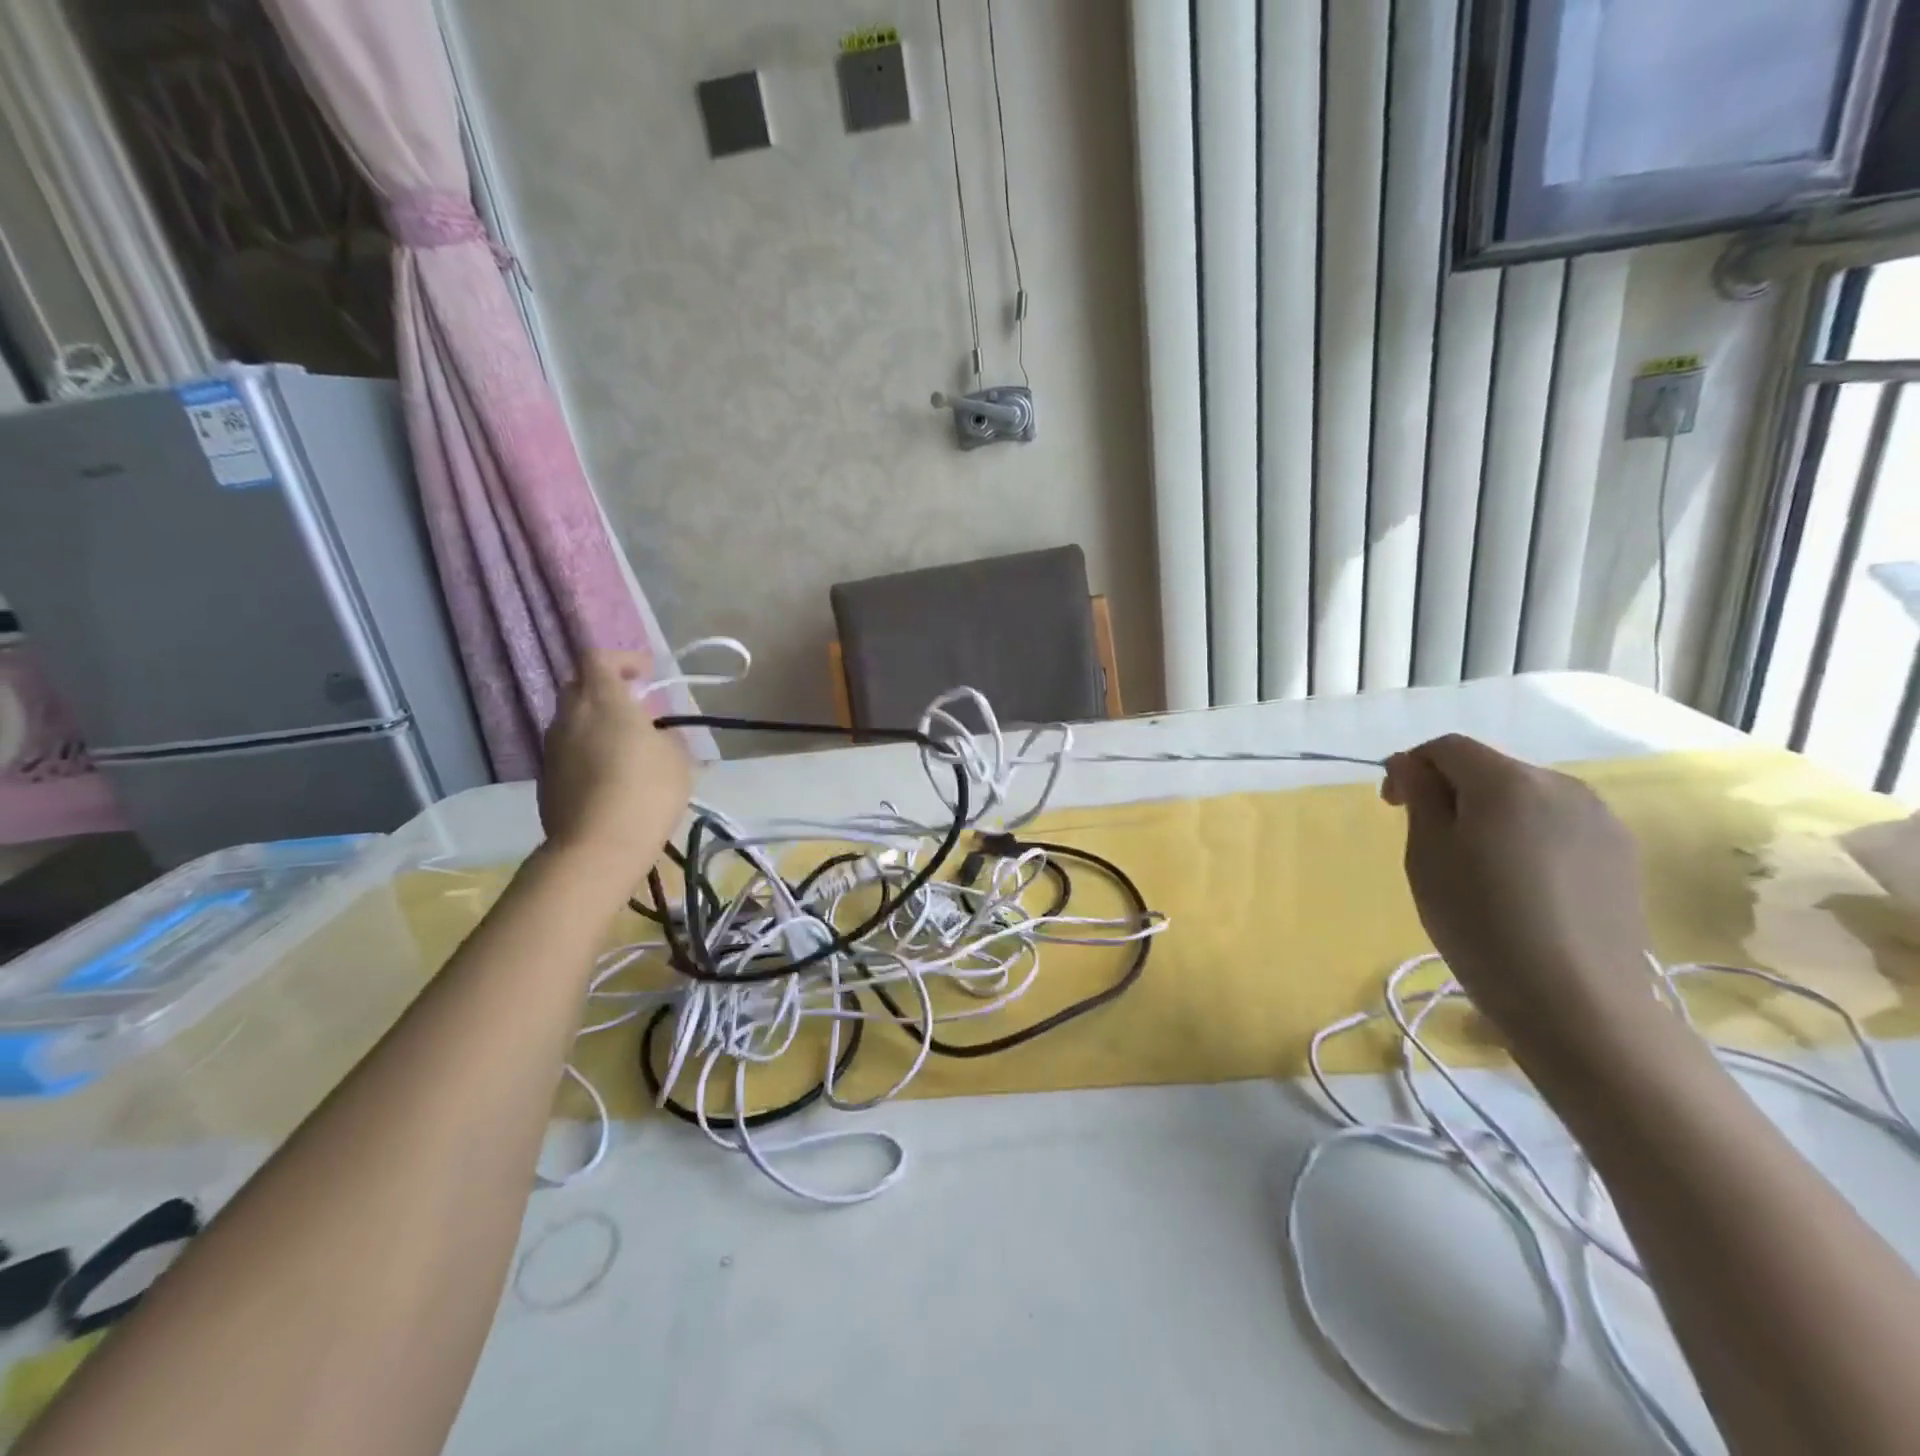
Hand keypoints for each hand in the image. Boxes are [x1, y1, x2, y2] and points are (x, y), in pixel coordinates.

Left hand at [537, 652, 692, 886]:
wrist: (598, 847)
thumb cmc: (647, 792)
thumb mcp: (677, 758)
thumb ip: (664, 736)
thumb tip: (654, 735)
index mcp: (602, 701)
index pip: (598, 658)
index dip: (622, 660)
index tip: (645, 675)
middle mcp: (569, 717)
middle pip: (579, 687)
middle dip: (606, 690)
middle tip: (635, 709)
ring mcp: (552, 748)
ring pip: (572, 721)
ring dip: (596, 723)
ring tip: (625, 747)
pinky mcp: (546, 778)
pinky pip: (568, 751)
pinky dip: (587, 752)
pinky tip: (610, 778)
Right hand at [1381, 735, 1660, 1064]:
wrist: (1578, 1002)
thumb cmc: (1481, 923)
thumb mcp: (1428, 856)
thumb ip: (1420, 797)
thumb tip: (1410, 763)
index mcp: (1507, 781)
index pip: (1447, 748)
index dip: (1412, 767)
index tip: (1393, 808)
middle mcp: (1561, 784)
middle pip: (1490, 768)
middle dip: (1451, 791)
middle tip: (1429, 840)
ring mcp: (1600, 819)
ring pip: (1526, 796)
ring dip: (1490, 813)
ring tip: (1476, 865)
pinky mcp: (1621, 853)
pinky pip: (1557, 824)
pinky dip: (1527, 835)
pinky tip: (1520, 882)